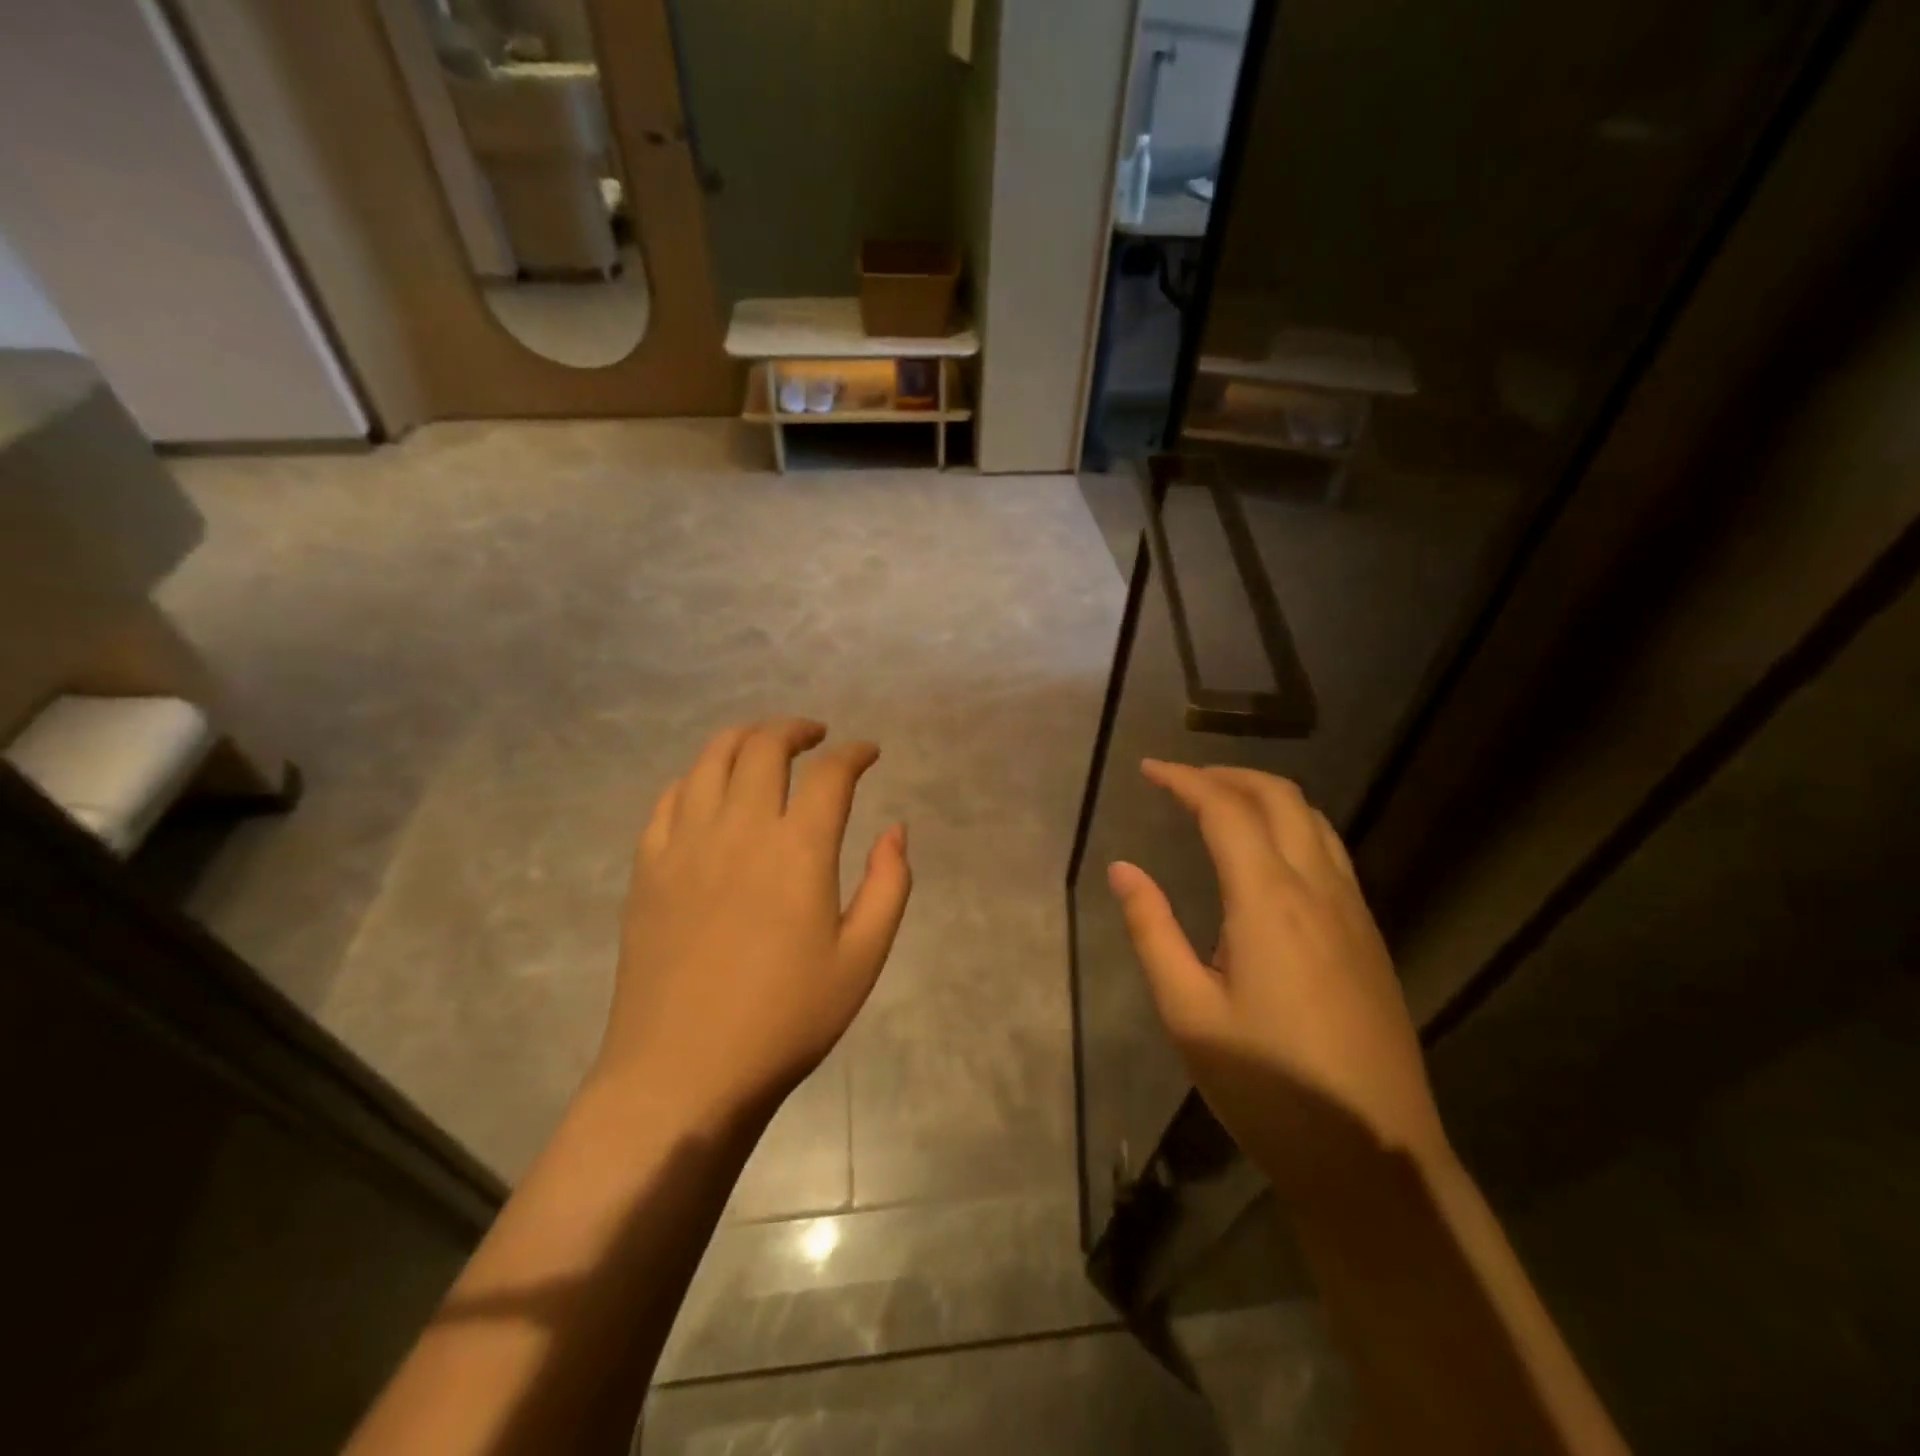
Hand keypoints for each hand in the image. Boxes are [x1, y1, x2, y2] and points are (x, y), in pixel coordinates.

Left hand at [594, 718, 911, 1123]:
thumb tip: (895, 830)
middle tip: (817, 737)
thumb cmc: (785, 1020)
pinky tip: (710, 792)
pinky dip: (697, 778)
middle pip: (764, 747)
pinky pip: (670, 798)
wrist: (683, 1073)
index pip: (830, 774)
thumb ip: (888, 885)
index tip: (868, 753)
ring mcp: (685, 843)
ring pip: (710, 758)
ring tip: (764, 747)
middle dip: (796, 730)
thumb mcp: (862, 960)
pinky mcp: (648, 867)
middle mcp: (739, 828)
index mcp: (797, 849)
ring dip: (744, 738)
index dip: (855, 753)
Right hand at [1108, 761, 1447, 1210]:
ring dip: (1264, 795)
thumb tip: (1123, 869)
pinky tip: (1266, 856)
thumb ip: (1152, 931)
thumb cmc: (1268, 1089)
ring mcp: (1354, 912)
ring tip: (1219, 803)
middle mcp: (1319, 890)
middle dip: (1227, 774)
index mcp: (1269, 902)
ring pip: (1313, 821)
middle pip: (1280, 798)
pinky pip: (1330, 852)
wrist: (1376, 1159)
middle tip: (1180, 780)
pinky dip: (1291, 826)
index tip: (1148, 770)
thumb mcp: (1189, 1013)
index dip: (1185, 780)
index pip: (1226, 810)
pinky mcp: (1369, 937)